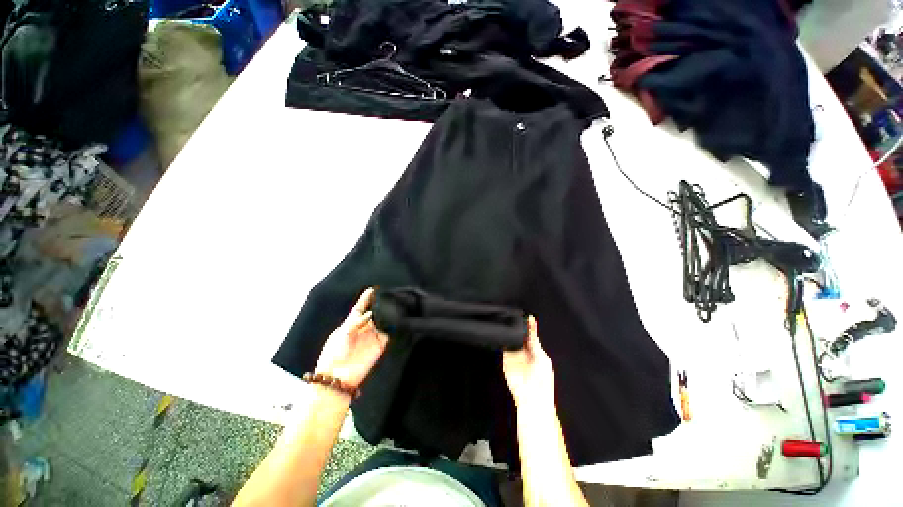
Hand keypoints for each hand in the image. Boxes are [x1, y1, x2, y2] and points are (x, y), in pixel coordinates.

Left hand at [315, 288, 388, 388]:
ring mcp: (372, 336)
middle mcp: (363, 328)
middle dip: (380, 305)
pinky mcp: (381, 344)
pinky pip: (389, 332)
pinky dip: (393, 326)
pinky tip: (397, 318)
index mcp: (350, 324)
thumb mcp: (341, 334)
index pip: (360, 308)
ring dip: (387, 314)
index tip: (372, 289)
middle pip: (374, 312)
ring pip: (382, 321)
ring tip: (394, 304)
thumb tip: (370, 313)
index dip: (366, 299)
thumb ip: (356, 322)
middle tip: (387, 296)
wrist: (338, 378)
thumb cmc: (333, 354)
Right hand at [503, 316, 555, 408]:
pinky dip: (502, 341)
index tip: (525, 315)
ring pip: (511, 340)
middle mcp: (525, 352)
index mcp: (536, 351)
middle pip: (519, 335)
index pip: (530, 334)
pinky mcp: (506, 361)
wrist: (532, 400)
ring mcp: (515, 356)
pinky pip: (504, 348)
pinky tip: (501, 333)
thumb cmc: (542, 381)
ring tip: (506, 321)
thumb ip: (534, 342)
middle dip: (517, 327)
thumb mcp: (541, 358)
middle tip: (513, 316)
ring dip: (509, 333)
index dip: (528, 325)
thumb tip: (532, 326)